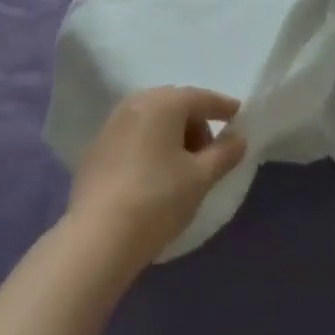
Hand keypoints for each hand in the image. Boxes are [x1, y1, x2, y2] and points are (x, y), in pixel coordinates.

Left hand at [66, 87, 248, 277]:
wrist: (98, 236)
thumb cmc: (158, 200)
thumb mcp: (200, 178)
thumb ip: (224, 153)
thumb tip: (238, 138)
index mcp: (163, 103)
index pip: (200, 97)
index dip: (222, 106)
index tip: (238, 115)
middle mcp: (135, 103)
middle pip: (174, 104)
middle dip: (195, 122)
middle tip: (209, 152)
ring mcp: (111, 124)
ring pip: (152, 119)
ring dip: (172, 134)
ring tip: (182, 166)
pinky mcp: (96, 148)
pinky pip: (133, 135)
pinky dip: (149, 144)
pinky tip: (153, 173)